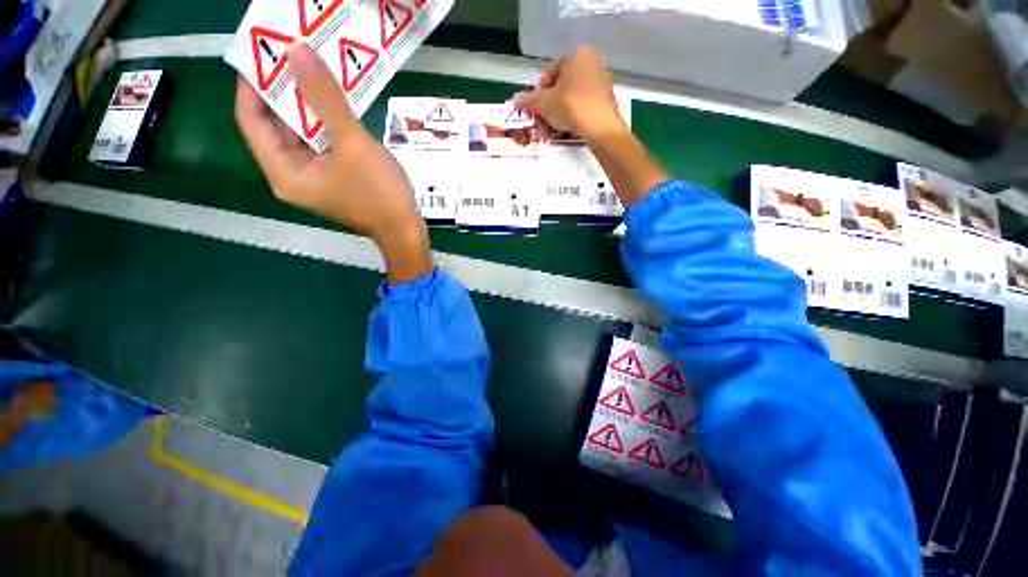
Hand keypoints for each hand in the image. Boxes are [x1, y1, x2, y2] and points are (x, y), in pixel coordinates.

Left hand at [235, 43, 431, 282]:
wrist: (406, 231)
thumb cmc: (380, 193)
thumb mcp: (354, 144)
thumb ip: (326, 98)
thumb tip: (298, 51)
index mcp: (284, 172)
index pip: (250, 120)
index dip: (252, 84)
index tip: (263, 51)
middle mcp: (291, 175)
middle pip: (274, 127)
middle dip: (282, 91)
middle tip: (293, 56)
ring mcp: (314, 178)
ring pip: (299, 135)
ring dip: (307, 106)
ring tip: (315, 73)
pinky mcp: (333, 179)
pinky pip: (320, 145)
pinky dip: (325, 124)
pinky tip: (337, 105)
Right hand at [511, 45, 624, 141]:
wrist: (600, 127)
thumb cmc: (570, 106)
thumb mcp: (543, 104)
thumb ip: (528, 101)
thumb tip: (514, 99)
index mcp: (577, 55)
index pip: (549, 74)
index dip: (538, 95)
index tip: (535, 111)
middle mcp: (591, 64)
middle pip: (559, 90)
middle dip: (547, 111)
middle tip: (541, 126)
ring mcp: (600, 83)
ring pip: (569, 102)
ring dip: (555, 119)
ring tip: (550, 134)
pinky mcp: (604, 102)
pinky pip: (582, 108)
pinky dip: (570, 120)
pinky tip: (562, 133)